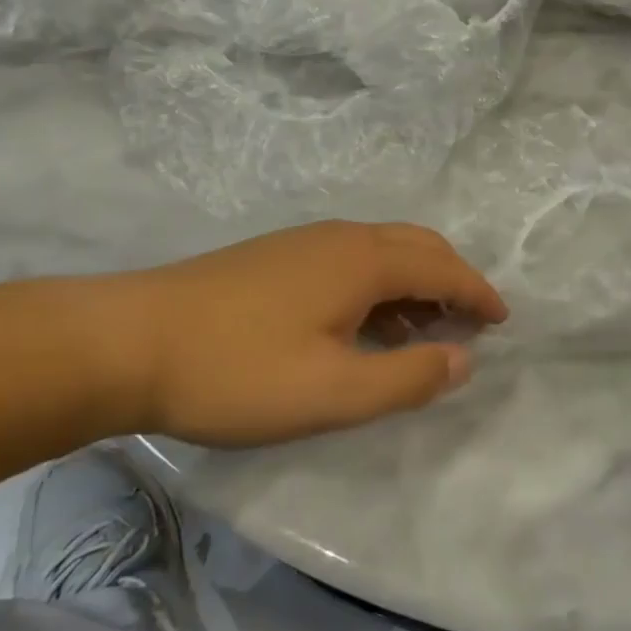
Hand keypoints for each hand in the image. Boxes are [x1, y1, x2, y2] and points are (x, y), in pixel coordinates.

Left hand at [89, 221, 507, 446]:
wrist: (127, 341)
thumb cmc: (239, 370)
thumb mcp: (333, 392)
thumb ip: (407, 378)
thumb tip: (462, 359)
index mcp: (364, 261)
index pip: (443, 267)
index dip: (478, 293)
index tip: (502, 320)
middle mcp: (342, 238)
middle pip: (418, 246)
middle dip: (452, 280)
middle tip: (468, 323)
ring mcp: (305, 242)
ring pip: (383, 251)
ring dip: (415, 284)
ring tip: (422, 331)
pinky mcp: (276, 256)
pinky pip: (352, 260)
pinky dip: (380, 285)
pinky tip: (362, 324)